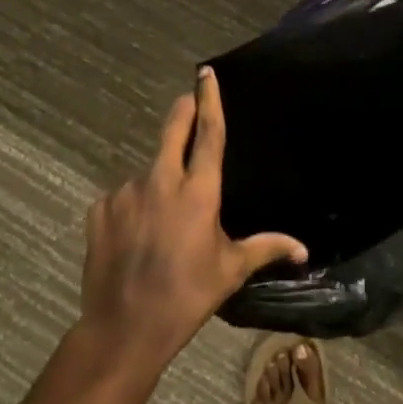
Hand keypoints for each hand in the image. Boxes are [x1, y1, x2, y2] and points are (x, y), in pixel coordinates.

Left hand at [78, 68, 306, 368]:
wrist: (123, 329)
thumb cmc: (187, 296)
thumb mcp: (230, 271)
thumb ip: (266, 249)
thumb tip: (303, 250)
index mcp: (198, 192)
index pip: (209, 133)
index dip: (210, 99)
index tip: (206, 73)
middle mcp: (161, 181)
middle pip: (173, 130)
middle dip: (183, 110)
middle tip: (188, 101)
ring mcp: (126, 193)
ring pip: (147, 172)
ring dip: (158, 182)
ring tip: (160, 221)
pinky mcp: (99, 209)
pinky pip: (121, 198)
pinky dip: (131, 208)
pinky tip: (134, 237)